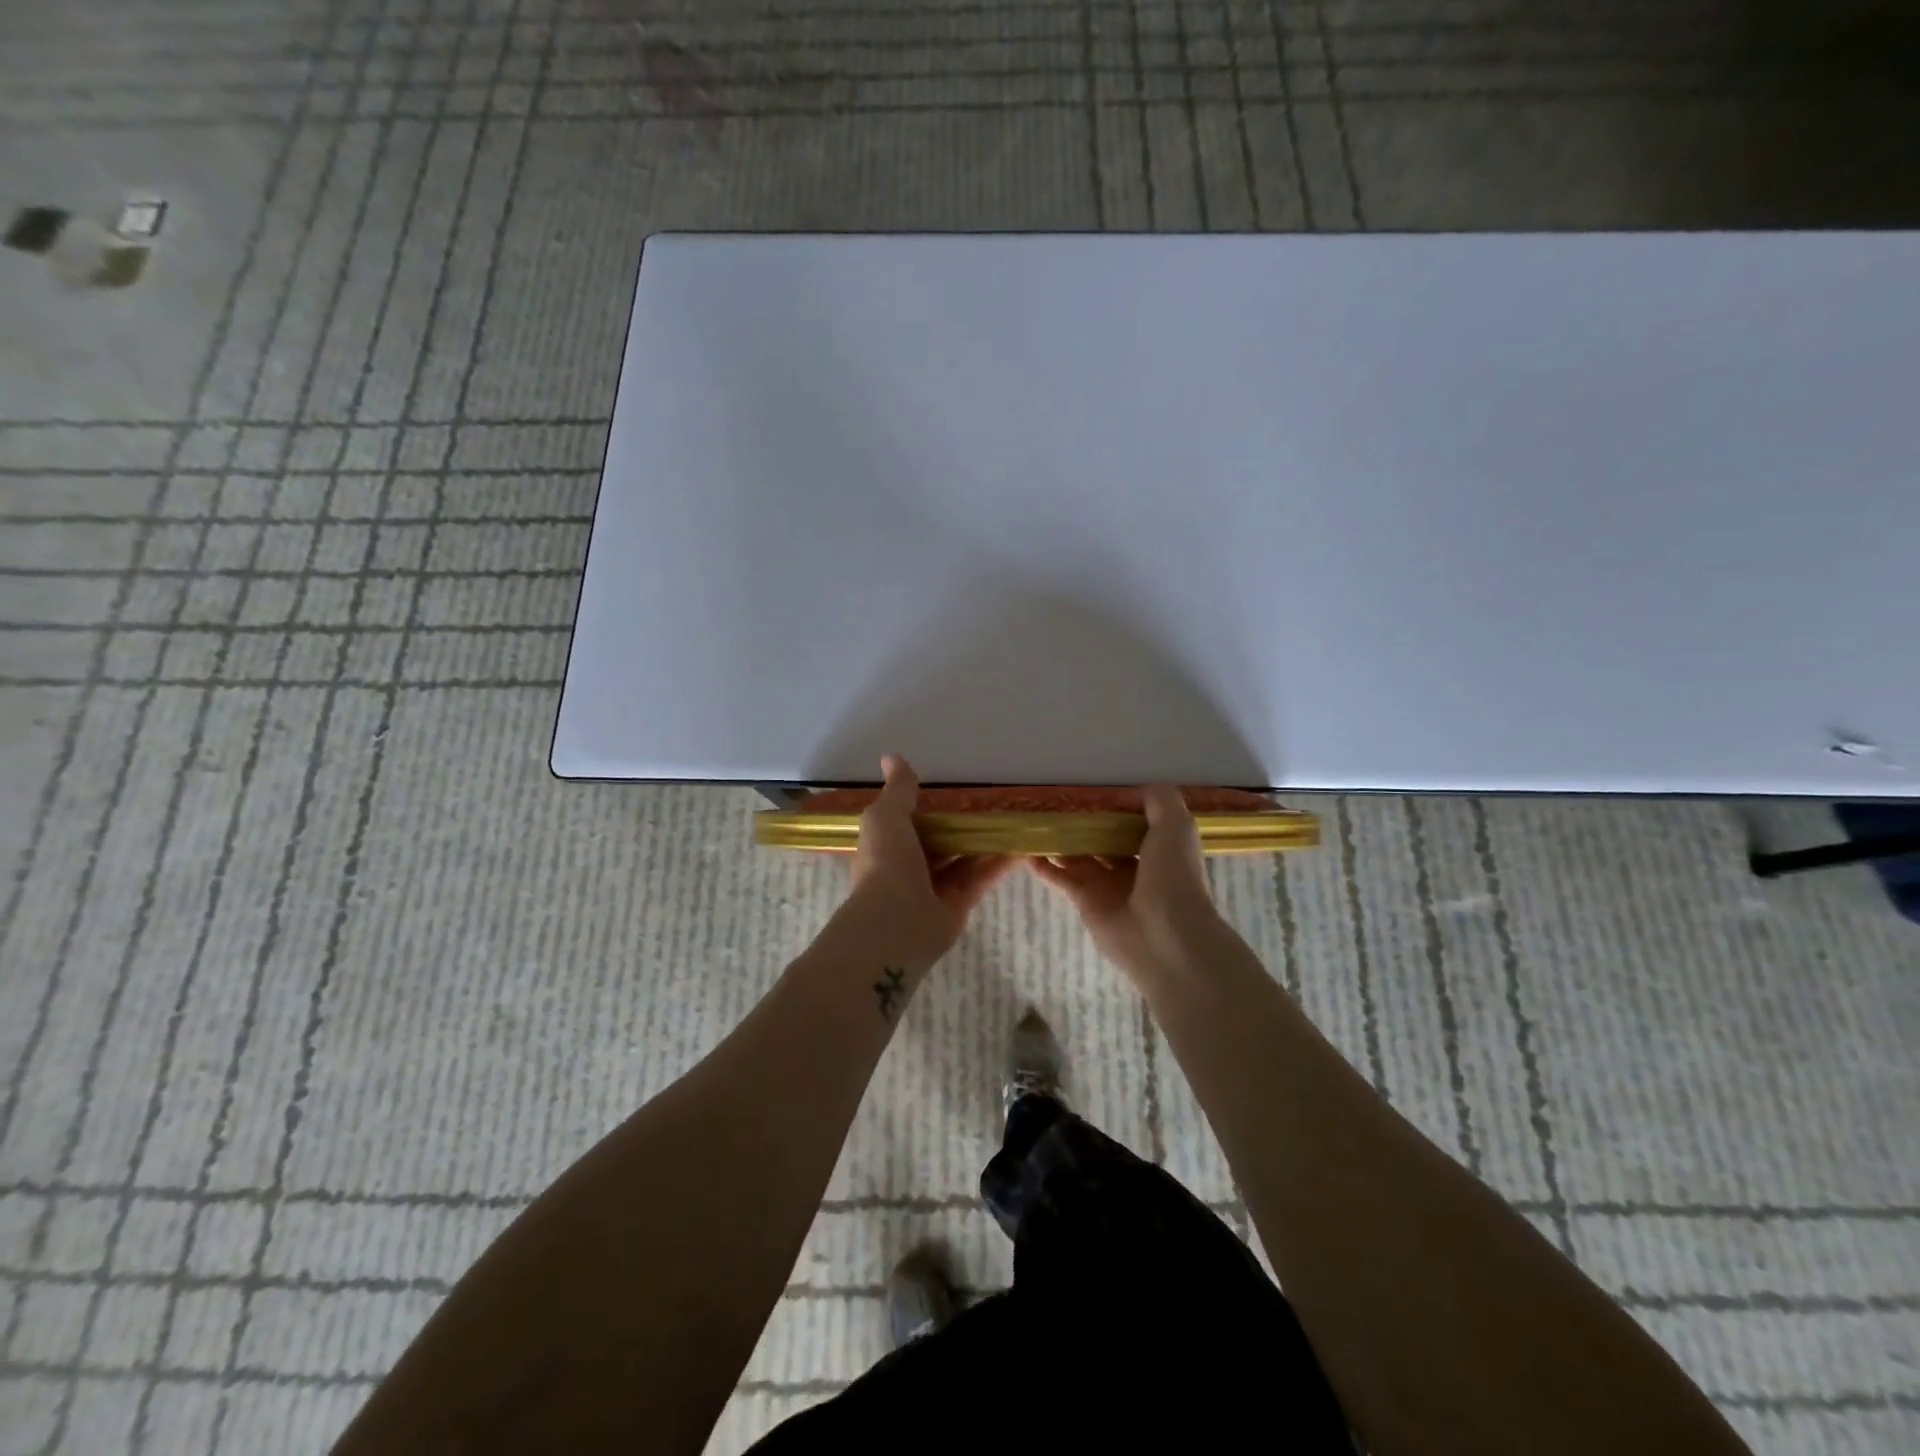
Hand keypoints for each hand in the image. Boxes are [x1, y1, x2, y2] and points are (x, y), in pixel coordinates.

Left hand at [845, 754, 1014, 965]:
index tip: (956, 792)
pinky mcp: (957, 905)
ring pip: (962, 859)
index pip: (909, 823)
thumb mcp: (887, 816)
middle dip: (961, 826)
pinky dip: (997, 864)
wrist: (895, 923)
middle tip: (992, 805)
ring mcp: (933, 888)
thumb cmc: (886, 863)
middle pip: (940, 842)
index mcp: (888, 845)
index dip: (930, 808)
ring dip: (984, 842)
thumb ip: (898, 790)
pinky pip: (979, 878)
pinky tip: (1020, 847)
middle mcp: (909, 866)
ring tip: (1012, 821)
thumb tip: (892, 756)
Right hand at [1029, 784, 1225, 984]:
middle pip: (1103, 837)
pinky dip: (1044, 865)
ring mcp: (1107, 884)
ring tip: (1036, 820)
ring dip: (1060, 840)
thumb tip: (1127, 793)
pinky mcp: (1085, 900)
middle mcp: (1134, 864)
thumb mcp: (1176, 825)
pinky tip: (1026, 849)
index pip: (1133, 820)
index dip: (1114, 806)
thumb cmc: (1173, 876)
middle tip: (1056, 803)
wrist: (1164, 935)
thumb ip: (1159, 799)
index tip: (1090, 791)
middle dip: (1084, 822)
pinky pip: (1061, 877)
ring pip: (1079, 855)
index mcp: (1159, 847)